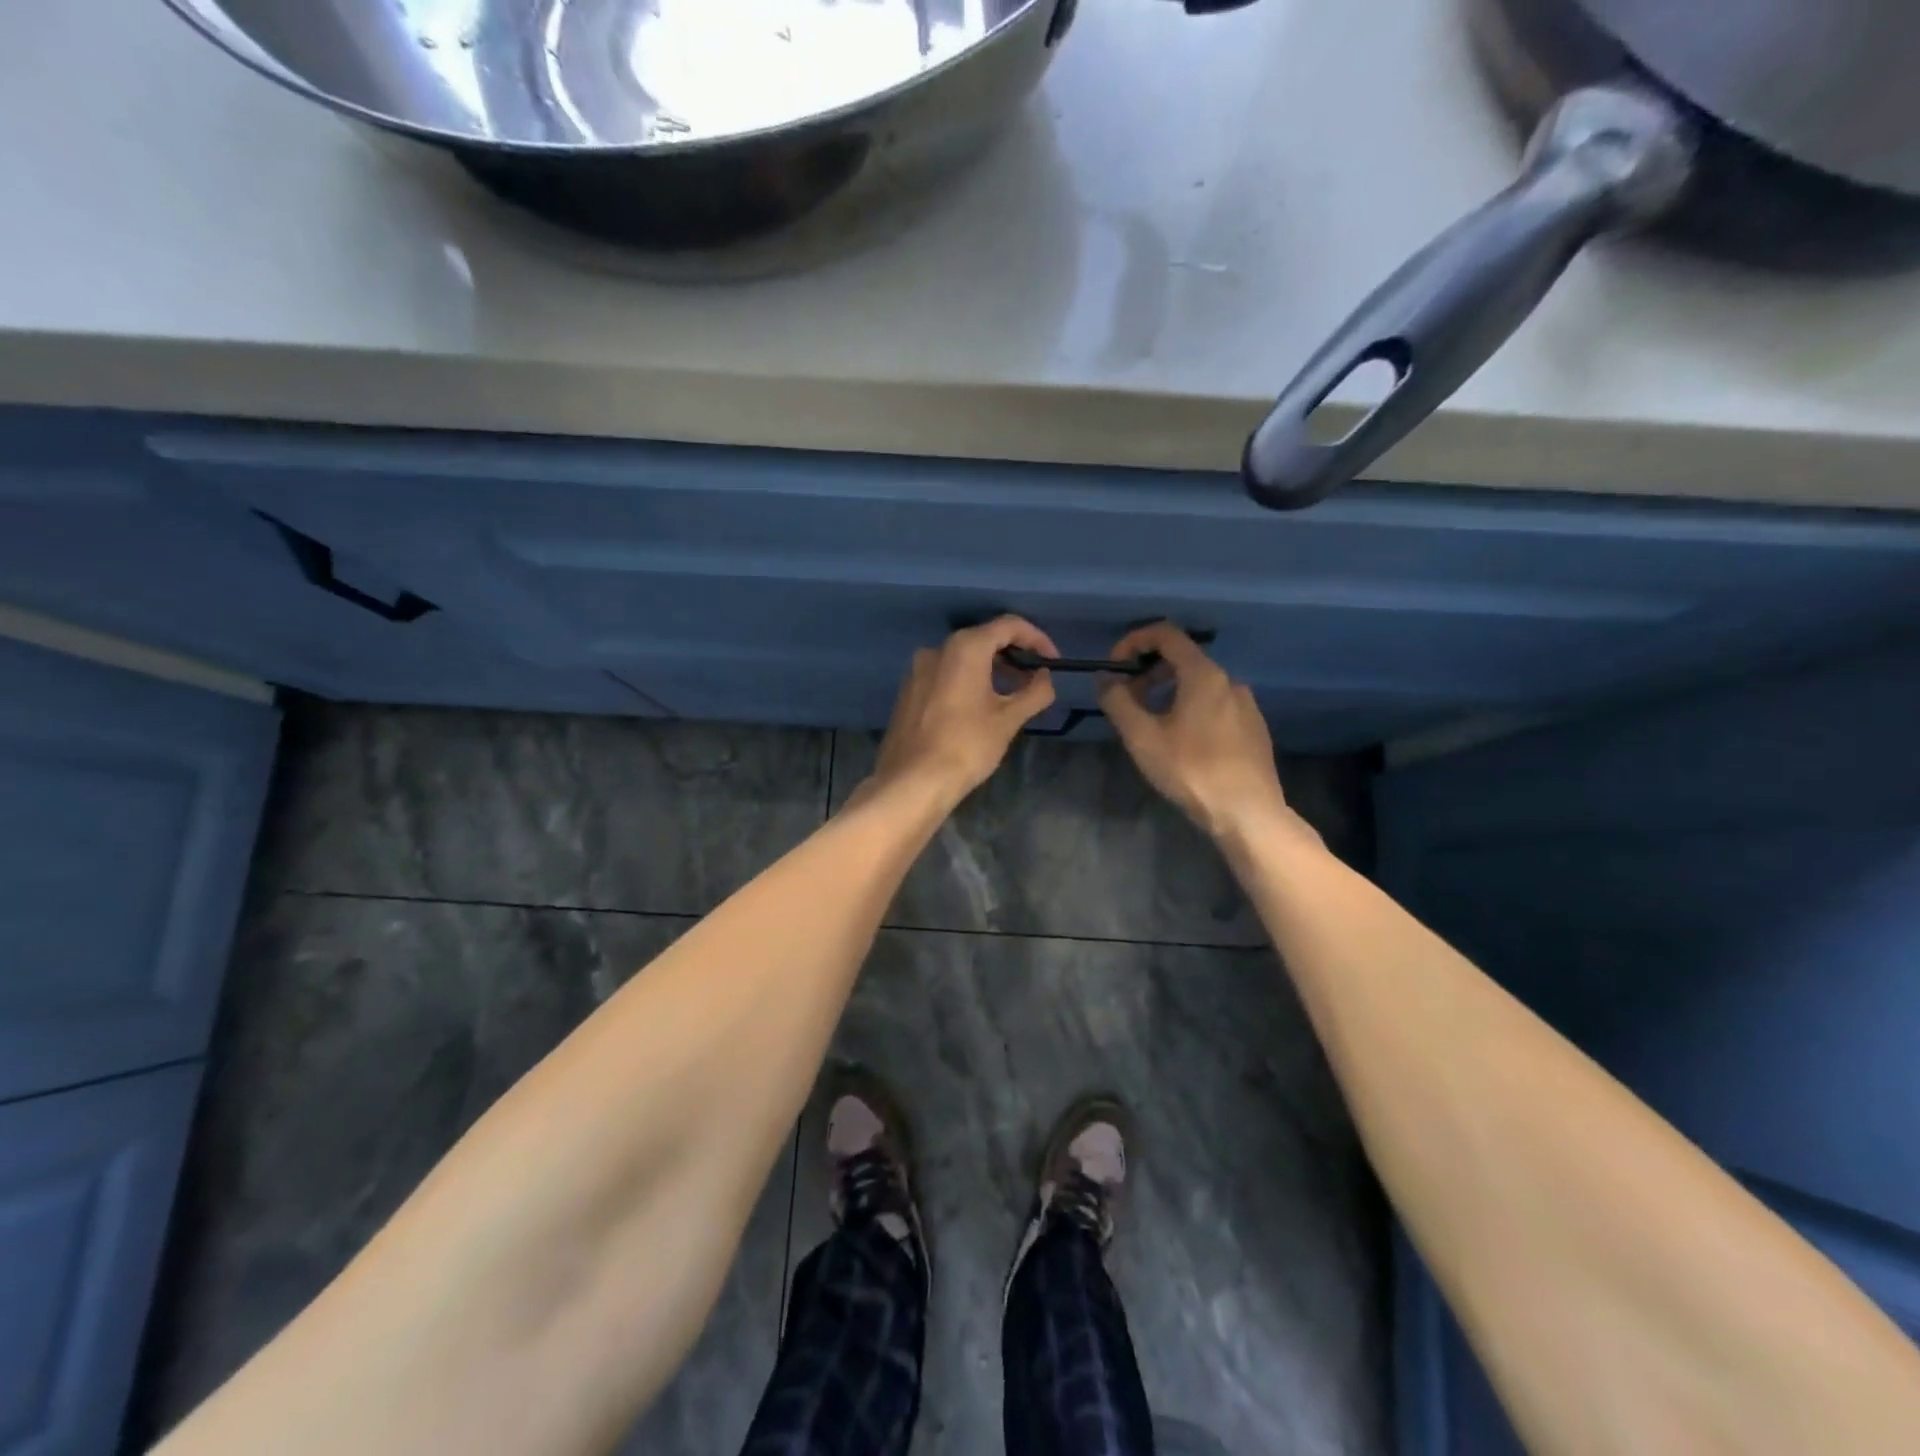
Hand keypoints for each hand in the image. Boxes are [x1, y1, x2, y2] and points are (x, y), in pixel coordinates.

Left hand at [859, 616, 1059, 809]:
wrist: (912, 782)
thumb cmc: (966, 746)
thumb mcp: (1009, 720)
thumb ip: (1035, 692)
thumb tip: (1045, 677)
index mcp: (964, 648)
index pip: (1008, 626)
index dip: (1037, 638)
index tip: (1053, 661)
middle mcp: (937, 649)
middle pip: (984, 639)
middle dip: (1013, 655)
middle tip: (1034, 680)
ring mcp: (917, 670)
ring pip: (962, 659)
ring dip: (990, 670)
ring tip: (1011, 696)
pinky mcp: (908, 691)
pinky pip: (944, 675)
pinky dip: (967, 681)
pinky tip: (979, 708)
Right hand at [1098, 623, 1293, 841]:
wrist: (1247, 813)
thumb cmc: (1190, 770)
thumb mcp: (1142, 737)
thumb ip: (1118, 701)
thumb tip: (1105, 679)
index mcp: (1203, 675)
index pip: (1166, 634)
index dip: (1134, 641)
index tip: (1115, 665)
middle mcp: (1228, 681)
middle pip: (1182, 659)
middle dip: (1148, 673)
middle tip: (1127, 701)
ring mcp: (1245, 704)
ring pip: (1199, 685)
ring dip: (1169, 693)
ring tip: (1151, 725)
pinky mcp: (1253, 727)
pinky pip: (1215, 705)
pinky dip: (1191, 709)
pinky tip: (1182, 743)